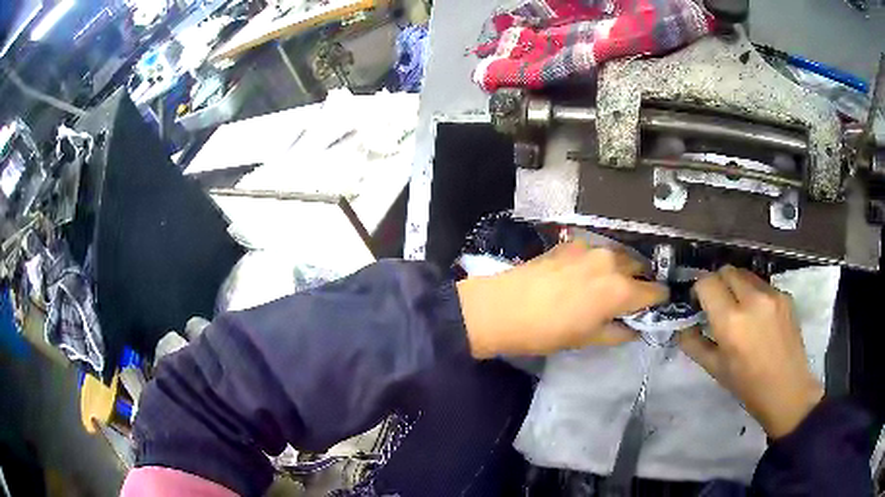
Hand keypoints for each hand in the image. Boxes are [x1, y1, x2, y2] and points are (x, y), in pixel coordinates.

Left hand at [457, 241, 667, 357]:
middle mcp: (612, 262)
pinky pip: (597, 249)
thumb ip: (619, 331)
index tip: (659, 304)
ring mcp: (591, 248)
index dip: (659, 299)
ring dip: (623, 267)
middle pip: (640, 267)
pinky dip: (601, 260)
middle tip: (633, 296)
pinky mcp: (571, 242)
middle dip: (642, 280)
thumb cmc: (549, 331)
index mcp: (620, 290)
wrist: (505, 307)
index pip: (654, 291)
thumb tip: (635, 328)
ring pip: (619, 255)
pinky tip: (588, 271)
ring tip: (611, 282)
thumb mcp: (588, 339)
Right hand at [678, 266, 823, 438]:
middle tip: (717, 305)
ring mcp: (772, 294)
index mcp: (731, 322)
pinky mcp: (785, 295)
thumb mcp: (716, 370)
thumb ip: (694, 345)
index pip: (707, 282)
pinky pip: (762, 285)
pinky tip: (759, 317)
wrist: (788, 391)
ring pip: (745, 274)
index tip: (699, 304)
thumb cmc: (748, 386)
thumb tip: (683, 327)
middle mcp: (752, 299)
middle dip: (717, 283)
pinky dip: (755, 294)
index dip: (698, 290)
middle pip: (727, 271)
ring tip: (740, 310)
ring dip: (736, 286)